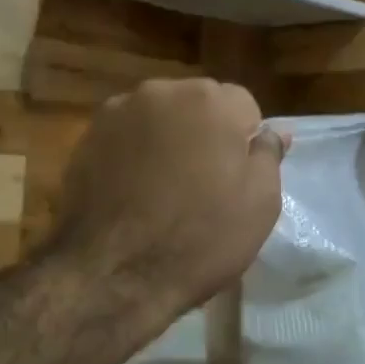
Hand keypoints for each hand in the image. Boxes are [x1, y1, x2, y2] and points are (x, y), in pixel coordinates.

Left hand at [50, 79, 289, 333]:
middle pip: (199, 104)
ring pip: (160, 116)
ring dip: (167, 138)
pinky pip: (127, 133)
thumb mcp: (259, 204)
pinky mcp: (89, 133)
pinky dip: (134, 150)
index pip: (244, 106)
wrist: (113, 272)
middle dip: (204, 132)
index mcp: (213, 101)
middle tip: (201, 182)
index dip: (243, 141)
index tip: (235, 177)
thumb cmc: (200, 239)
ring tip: (162, 187)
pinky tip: (132, 188)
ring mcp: (121, 109)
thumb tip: (275, 131)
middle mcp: (165, 91)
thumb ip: (268, 155)